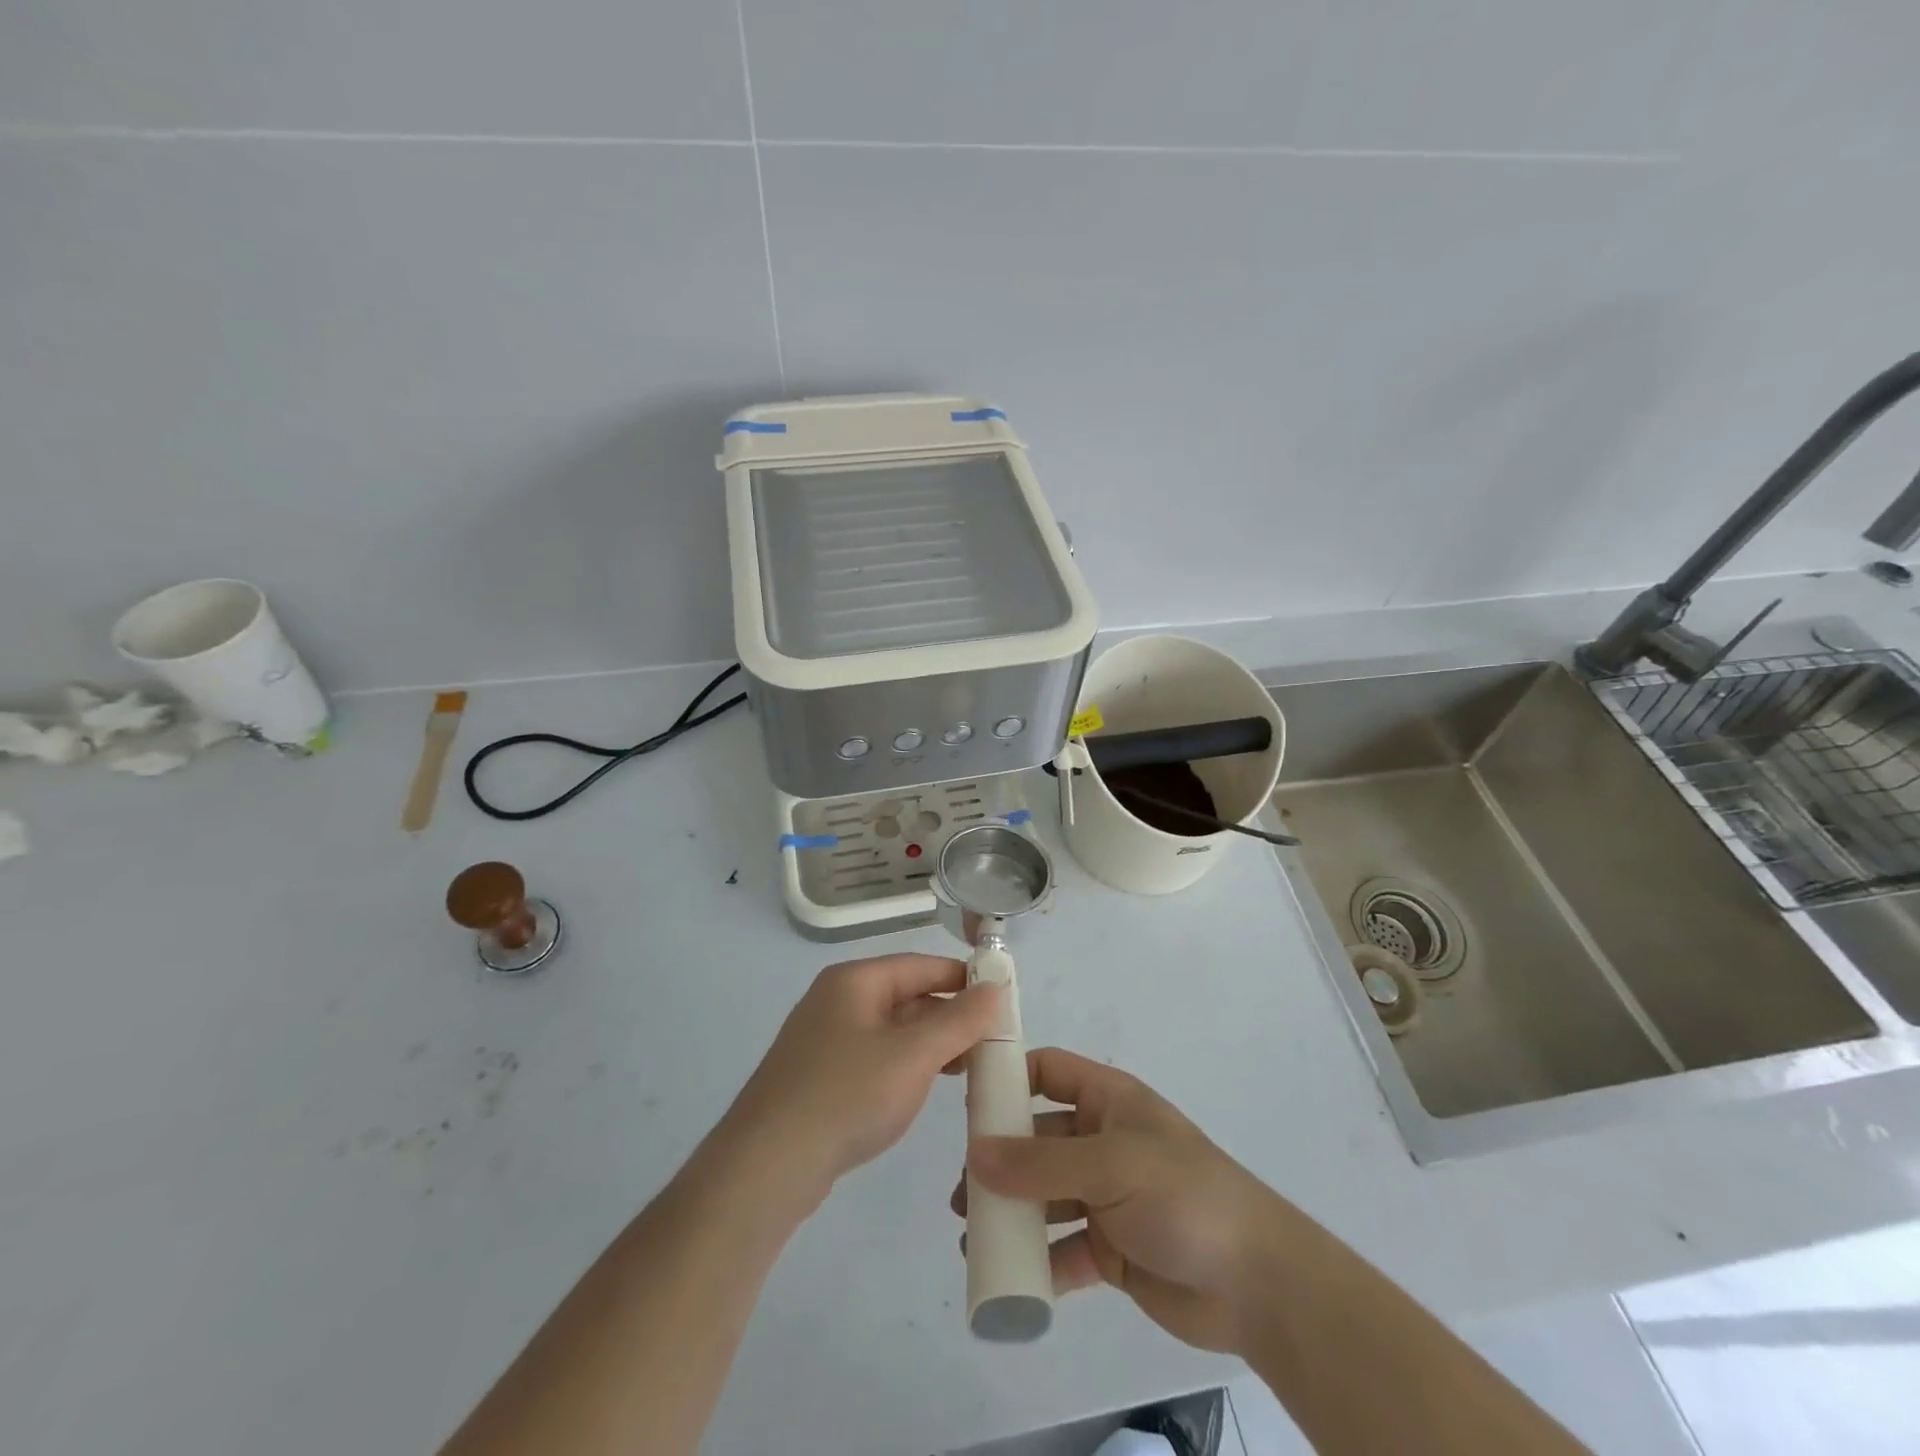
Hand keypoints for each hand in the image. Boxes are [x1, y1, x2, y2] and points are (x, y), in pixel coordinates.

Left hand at [723, 954, 1000, 1205]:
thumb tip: (995, 988)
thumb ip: (959, 1020)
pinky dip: (905, 1067)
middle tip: (992, 1042)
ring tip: (969, 1069)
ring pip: (892, 1030)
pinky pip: (875, 1058)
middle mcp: (837, 1001)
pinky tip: (925, 1089)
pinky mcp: (820, 1078)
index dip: (963, 978)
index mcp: (854, 981)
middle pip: (906, 995)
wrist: (766, 1167)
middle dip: (950, 1017)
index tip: (1002, 1000)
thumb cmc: (846, 1096)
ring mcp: (825, 1040)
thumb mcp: (913, 1055)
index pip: (921, 965)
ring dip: (931, 1044)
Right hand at [956, 1048, 1294, 1354]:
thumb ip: (1042, 1162)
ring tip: (973, 1233)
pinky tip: (1009, 1278)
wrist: (1256, 1283)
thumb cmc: (1182, 1195)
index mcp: (1109, 1102)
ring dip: (1012, 1213)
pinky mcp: (1111, 1249)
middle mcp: (1103, 1142)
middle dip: (1000, 1160)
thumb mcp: (1111, 1165)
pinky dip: (1037, 1262)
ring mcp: (1107, 1197)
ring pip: (1045, 1196)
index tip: (967, 1102)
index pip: (1050, 1072)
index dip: (1010, 1078)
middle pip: (1039, 1138)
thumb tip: (975, 1153)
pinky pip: (1062, 1248)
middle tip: (964, 1189)